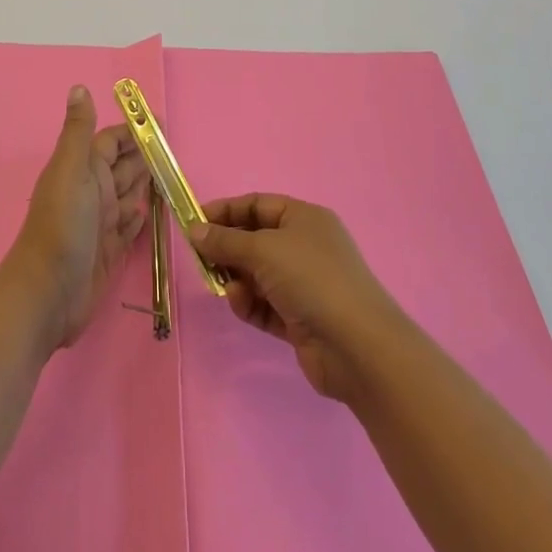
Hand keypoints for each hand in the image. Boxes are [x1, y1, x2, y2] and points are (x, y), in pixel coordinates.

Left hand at [4, 85, 150, 350]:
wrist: (48, 294)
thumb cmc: (61, 226)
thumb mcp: (71, 171)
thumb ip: (78, 131)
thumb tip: (78, 87)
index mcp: (84, 169)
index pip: (111, 142)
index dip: (134, 132)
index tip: (161, 123)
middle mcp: (92, 192)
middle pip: (124, 168)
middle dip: (146, 157)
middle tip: (176, 151)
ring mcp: (101, 223)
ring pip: (129, 195)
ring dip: (147, 185)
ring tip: (172, 176)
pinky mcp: (110, 251)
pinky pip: (129, 227)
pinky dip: (139, 218)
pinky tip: (149, 212)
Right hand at [190, 194, 404, 402]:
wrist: (357, 346)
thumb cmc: (311, 279)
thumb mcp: (264, 249)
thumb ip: (225, 240)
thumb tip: (195, 230)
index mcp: (304, 219)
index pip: (258, 205)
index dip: (226, 211)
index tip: (194, 222)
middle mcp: (305, 247)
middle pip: (255, 240)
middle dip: (227, 248)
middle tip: (199, 258)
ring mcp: (304, 285)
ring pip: (257, 274)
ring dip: (236, 278)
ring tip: (222, 286)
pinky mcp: (299, 319)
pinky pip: (264, 304)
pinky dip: (249, 303)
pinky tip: (239, 304)